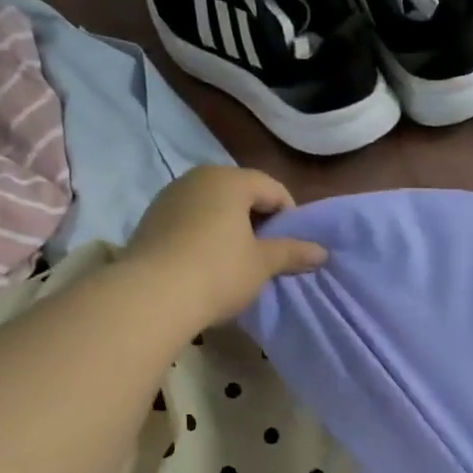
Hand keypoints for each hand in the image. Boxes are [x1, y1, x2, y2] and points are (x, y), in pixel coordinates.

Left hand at [122, 167, 326, 328]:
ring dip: (231, 228)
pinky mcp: (151, 219)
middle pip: (241, 193)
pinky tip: (207, 264)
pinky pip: (190, 220)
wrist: (152, 295)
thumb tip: (322, 252)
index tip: (292, 247)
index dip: (290, 217)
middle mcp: (198, 178)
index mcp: (230, 180)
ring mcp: (170, 196)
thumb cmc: (219, 271)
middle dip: (259, 220)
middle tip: (267, 254)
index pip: (272, 188)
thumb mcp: (262, 264)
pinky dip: (205, 235)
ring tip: (237, 261)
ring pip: (213, 206)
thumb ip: (292, 252)